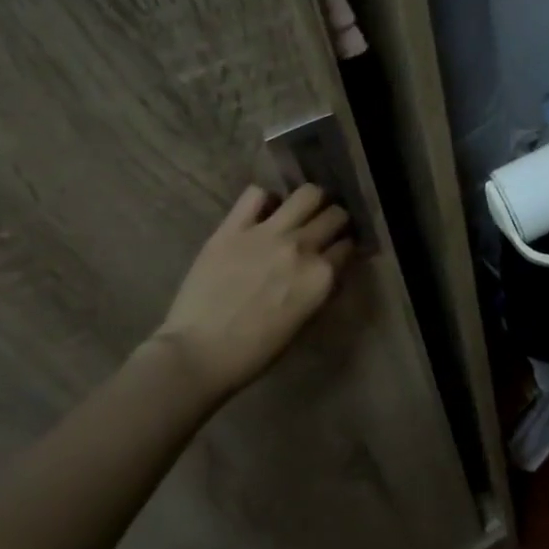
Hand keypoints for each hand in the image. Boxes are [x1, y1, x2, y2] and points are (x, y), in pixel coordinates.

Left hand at [150, 183, 352, 400]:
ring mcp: (268, 234)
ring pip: (307, 194)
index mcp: (322, 277)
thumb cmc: (256, 351)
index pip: (349, 246)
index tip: (339, 250)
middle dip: (335, 220)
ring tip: (301, 211)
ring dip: (311, 201)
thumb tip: (327, 271)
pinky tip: (262, 212)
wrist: (199, 353)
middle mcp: (302, 248)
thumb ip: (319, 289)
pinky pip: (256, 194)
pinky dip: (265, 199)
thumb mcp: (303, 322)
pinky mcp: (233, 228)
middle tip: (324, 228)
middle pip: (335, 215)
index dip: (345, 247)